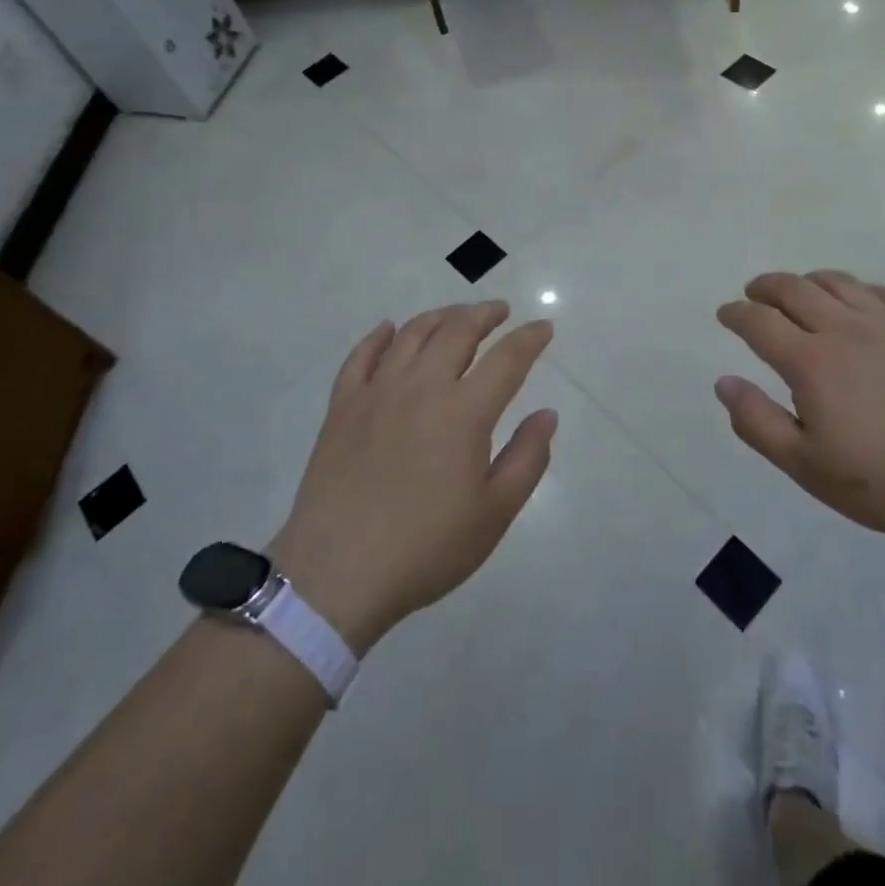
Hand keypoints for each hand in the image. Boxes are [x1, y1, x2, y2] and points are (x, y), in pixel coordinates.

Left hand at [269, 302, 555, 653]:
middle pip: (457, 330)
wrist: (336, 574)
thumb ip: (527, 458)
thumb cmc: (425, 548)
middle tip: (500, 311)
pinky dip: (379, 336)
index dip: (530, 338)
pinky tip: (389, 329)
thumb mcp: (494, 513)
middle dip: (484, 314)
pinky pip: (361, 356)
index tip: (544, 327)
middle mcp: (422, 386)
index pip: (507, 358)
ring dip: (440, 316)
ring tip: (456, 316)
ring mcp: (377, 392)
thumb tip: (547, 414)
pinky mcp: (342, 406)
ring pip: (412, 334)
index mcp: (464, 411)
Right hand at [716, 271, 884, 552]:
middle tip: (754, 293)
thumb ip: (758, 422)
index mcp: (811, 362)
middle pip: (795, 290)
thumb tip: (724, 383)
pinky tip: (861, 300)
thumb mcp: (806, 466)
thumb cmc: (884, 481)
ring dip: (809, 280)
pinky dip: (862, 289)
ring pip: (840, 283)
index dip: (736, 314)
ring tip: (800, 289)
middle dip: (766, 286)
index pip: (760, 322)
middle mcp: (845, 330)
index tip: (725, 314)